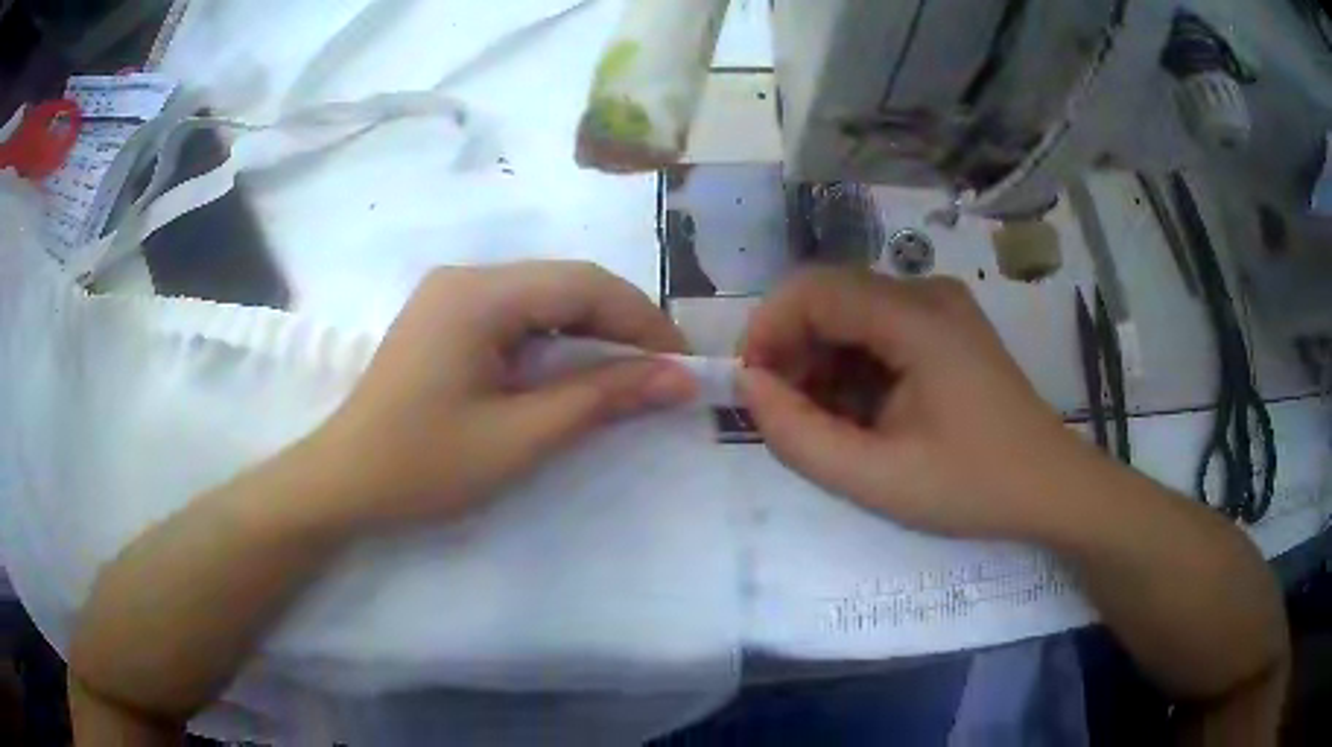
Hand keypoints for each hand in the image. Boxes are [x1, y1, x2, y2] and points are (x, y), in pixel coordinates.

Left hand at [305, 262, 696, 527]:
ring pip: (543, 298)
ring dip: (590, 332)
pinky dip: (555, 341)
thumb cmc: (423, 465)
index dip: (643, 321)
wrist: (343, 483)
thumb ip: (601, 399)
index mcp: (478, 294)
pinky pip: (516, 315)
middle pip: (565, 284)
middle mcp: (466, 277)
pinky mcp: (445, 319)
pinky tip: (572, 370)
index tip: (684, 364)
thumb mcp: (519, 437)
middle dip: (621, 326)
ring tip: (629, 375)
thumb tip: (679, 378)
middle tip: (663, 373)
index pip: (584, 285)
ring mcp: (451, 295)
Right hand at [738, 267, 1086, 540]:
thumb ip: (800, 436)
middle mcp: (928, 293)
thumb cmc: (973, 486)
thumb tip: (749, 389)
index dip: (767, 330)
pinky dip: (854, 366)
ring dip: (822, 362)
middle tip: (785, 415)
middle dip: (793, 350)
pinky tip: (862, 413)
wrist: (1050, 487)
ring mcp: (941, 307)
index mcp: (918, 318)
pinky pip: (879, 329)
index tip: (750, 389)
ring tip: (826, 423)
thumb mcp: (878, 478)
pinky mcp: (947, 327)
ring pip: (852, 314)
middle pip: (831, 297)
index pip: (813, 289)